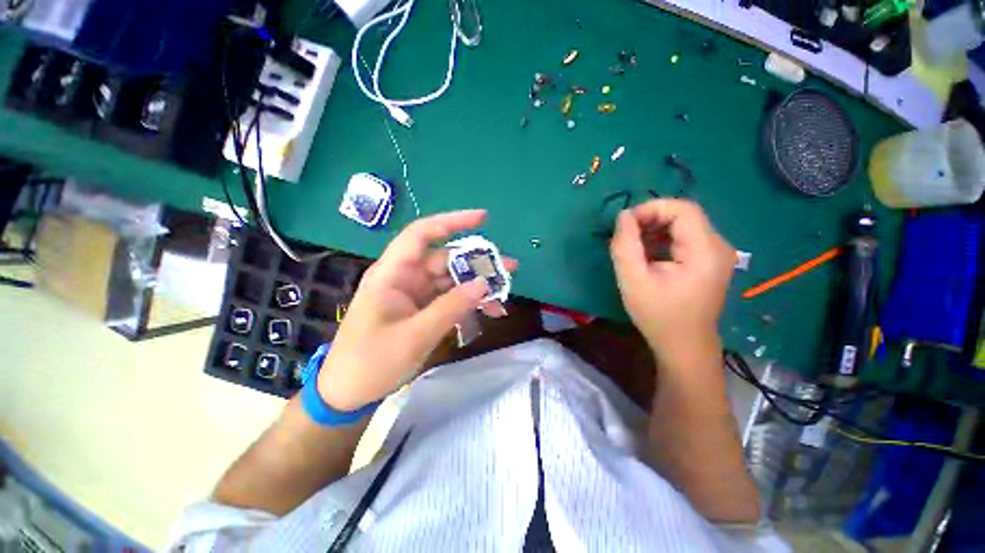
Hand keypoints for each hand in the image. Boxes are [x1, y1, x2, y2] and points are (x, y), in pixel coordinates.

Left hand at [318, 210, 515, 410]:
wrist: (348, 392)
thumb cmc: (371, 362)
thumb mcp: (415, 335)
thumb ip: (451, 307)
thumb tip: (483, 284)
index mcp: (393, 273)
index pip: (422, 234)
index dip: (452, 221)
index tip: (483, 218)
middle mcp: (405, 277)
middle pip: (446, 259)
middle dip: (478, 263)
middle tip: (509, 267)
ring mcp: (415, 294)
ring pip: (452, 280)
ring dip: (477, 286)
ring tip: (505, 294)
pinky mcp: (422, 309)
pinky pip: (450, 299)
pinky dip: (469, 303)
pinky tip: (489, 312)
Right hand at [610, 200, 734, 363]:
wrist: (683, 345)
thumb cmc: (658, 315)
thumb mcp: (633, 280)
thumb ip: (625, 245)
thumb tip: (623, 216)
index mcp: (705, 251)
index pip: (683, 209)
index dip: (651, 209)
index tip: (626, 225)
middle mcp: (717, 247)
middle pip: (684, 215)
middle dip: (651, 219)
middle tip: (626, 236)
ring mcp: (716, 254)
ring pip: (683, 226)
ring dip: (654, 230)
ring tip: (633, 247)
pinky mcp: (708, 261)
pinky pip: (684, 239)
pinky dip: (662, 240)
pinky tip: (647, 255)